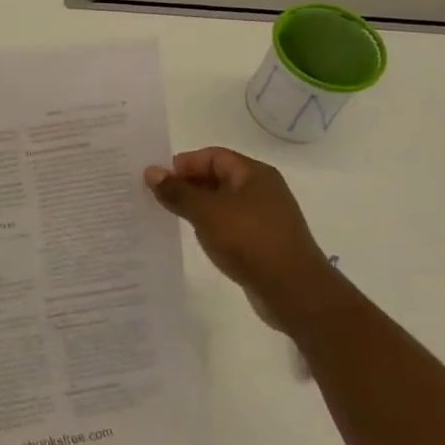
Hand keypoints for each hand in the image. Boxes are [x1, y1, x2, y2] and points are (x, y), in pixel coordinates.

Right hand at [146, 147, 333, 329]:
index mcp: (253, 173)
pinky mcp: (266, 241)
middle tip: (161, 199)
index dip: (185, 164)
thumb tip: (151, 172)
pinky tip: (201, 238)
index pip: (213, 155)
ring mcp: (267, 216)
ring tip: (175, 218)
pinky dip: (214, 226)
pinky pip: (233, 224)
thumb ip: (177, 191)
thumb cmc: (248, 239)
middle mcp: (263, 189)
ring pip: (225, 202)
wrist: (293, 289)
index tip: (160, 182)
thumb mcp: (205, 211)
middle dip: (189, 185)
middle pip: (219, 176)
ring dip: (200, 207)